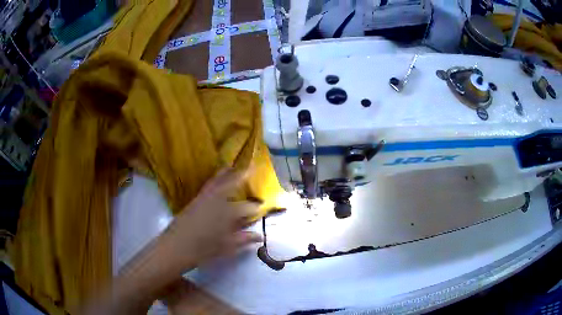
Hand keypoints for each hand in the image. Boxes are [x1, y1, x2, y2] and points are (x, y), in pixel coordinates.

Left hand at [158, 168, 262, 272]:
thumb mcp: (227, 247)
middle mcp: (217, 200)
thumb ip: (244, 239)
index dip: (256, 207)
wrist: (176, 246)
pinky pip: (208, 184)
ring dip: (227, 172)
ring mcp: (205, 198)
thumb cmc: (203, 249)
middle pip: (231, 183)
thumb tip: (260, 236)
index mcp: (228, 213)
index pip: (246, 208)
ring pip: (218, 181)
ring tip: (233, 165)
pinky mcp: (195, 199)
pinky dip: (215, 178)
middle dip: (242, 175)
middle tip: (251, 167)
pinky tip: (217, 179)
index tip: (262, 206)